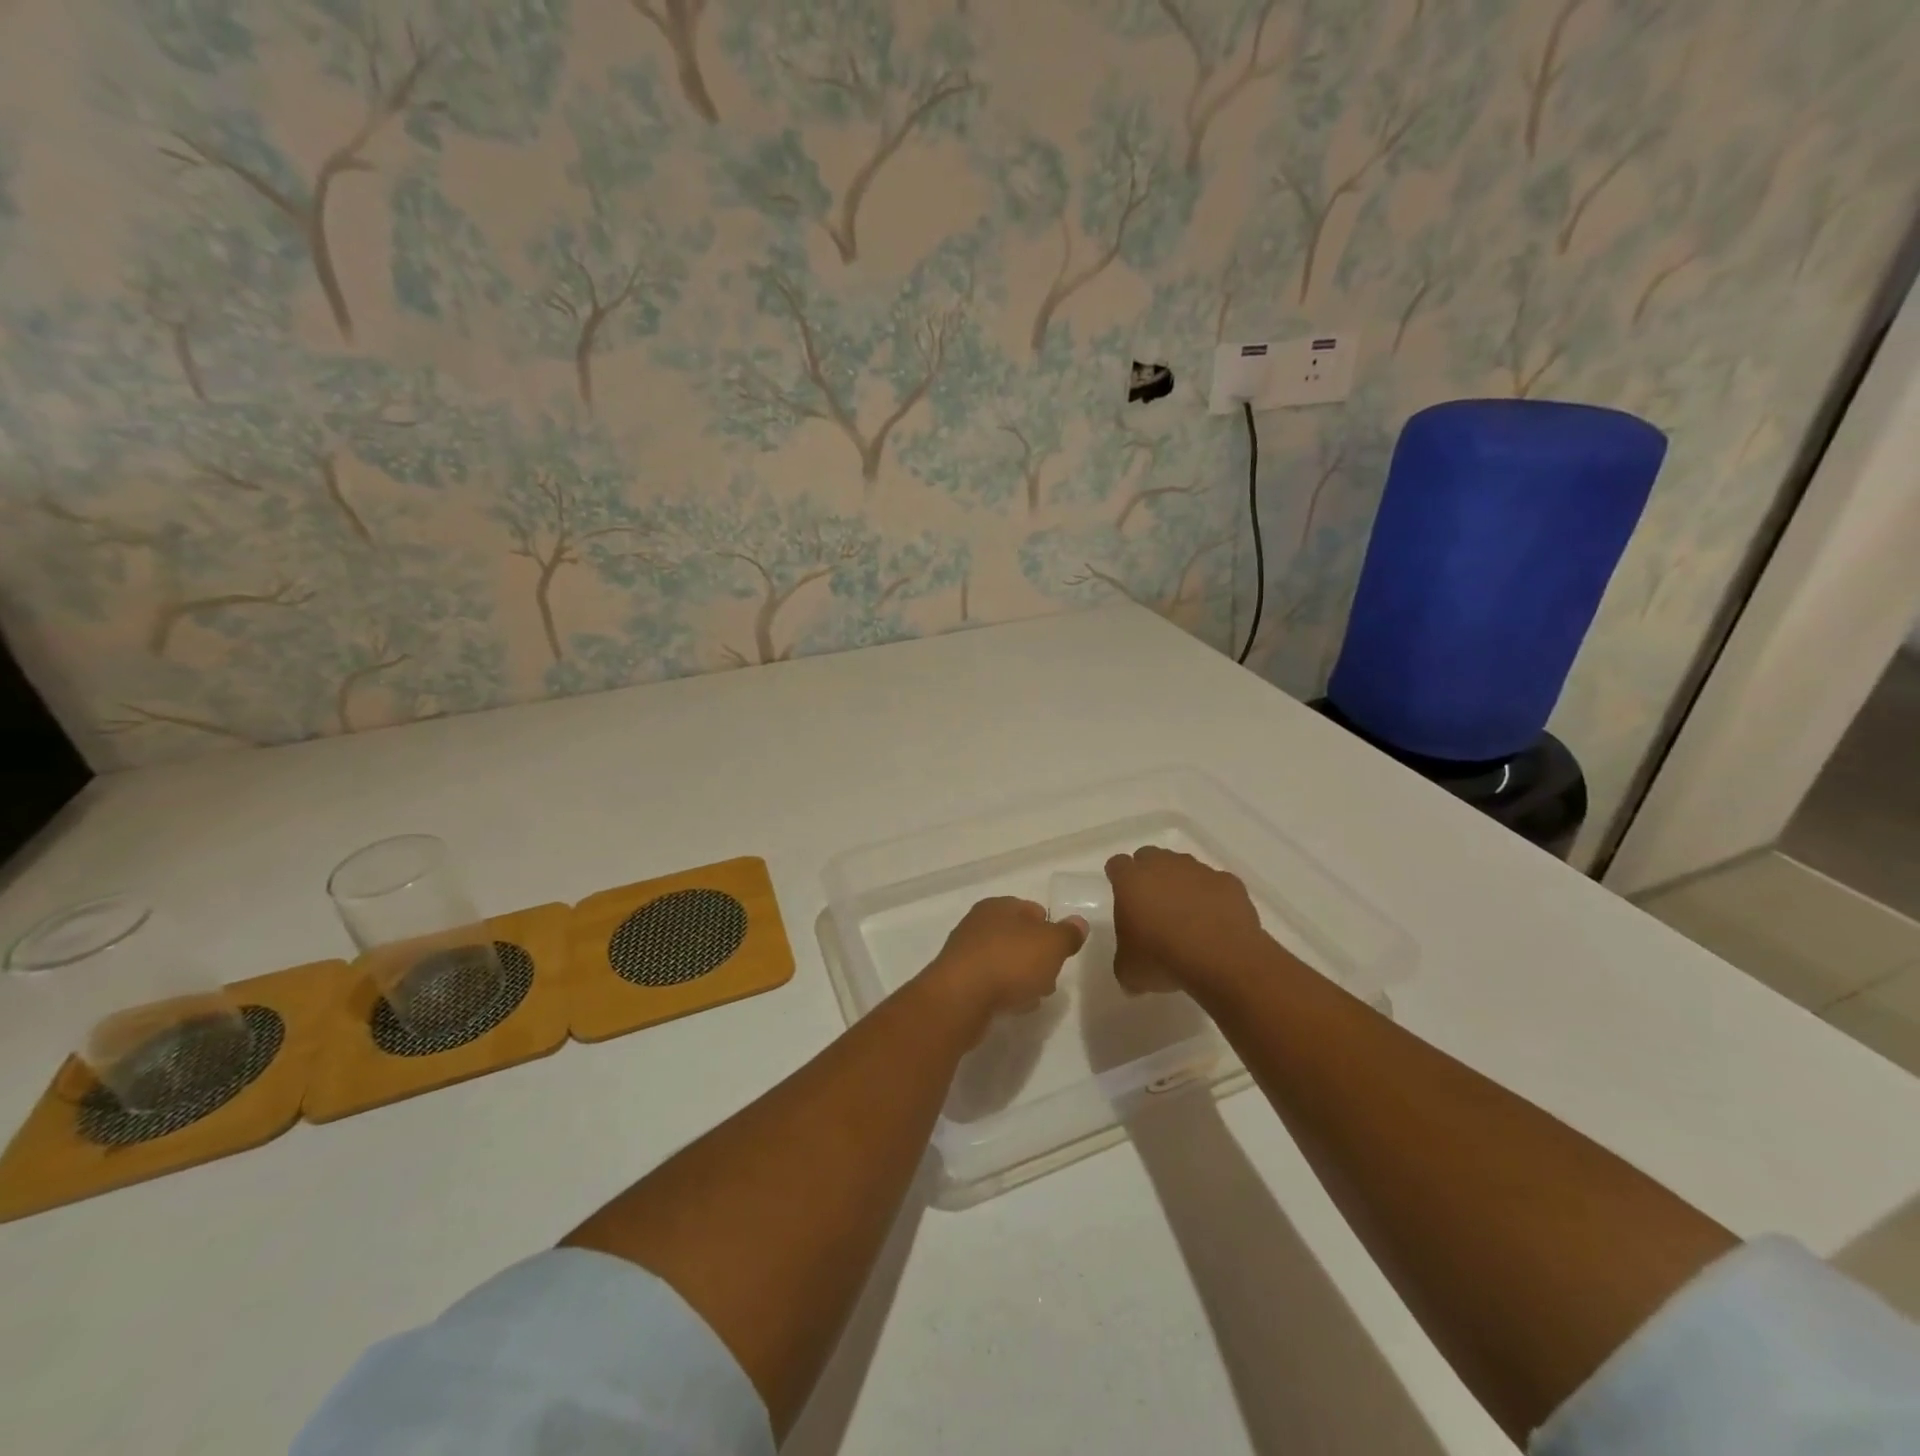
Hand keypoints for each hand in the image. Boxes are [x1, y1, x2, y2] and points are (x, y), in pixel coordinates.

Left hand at [923, 897, 1086, 1027]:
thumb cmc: (1009, 962)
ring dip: (1021, 975)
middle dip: (1036, 955)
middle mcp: (979, 923)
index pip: (1032, 909)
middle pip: (1017, 936)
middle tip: (1051, 976)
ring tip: (1036, 995)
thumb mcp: (1051, 945)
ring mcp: (965, 952)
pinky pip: (990, 982)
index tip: (1061, 951)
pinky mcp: (959, 981)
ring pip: (1004, 960)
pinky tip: (1014, 1006)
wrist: (960, 999)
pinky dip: (1004, 991)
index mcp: (999, 906)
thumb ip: (1068, 934)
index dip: (1050, 928)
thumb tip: (1079, 923)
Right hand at [1105, 846, 1268, 993]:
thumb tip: (1131, 975)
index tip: (1121, 893)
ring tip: (1186, 915)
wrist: (1221, 958)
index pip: (1117, 865)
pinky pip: (1215, 884)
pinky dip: (1213, 898)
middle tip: (1152, 902)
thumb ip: (1125, 962)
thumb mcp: (1130, 971)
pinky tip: (1215, 922)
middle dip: (1149, 874)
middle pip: (1150, 856)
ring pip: (1184, 867)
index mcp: (1131, 880)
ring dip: (1182, 884)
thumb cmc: (1162, 958)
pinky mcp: (1228, 882)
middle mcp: (1163, 865)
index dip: (1117, 877)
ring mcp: (1198, 871)